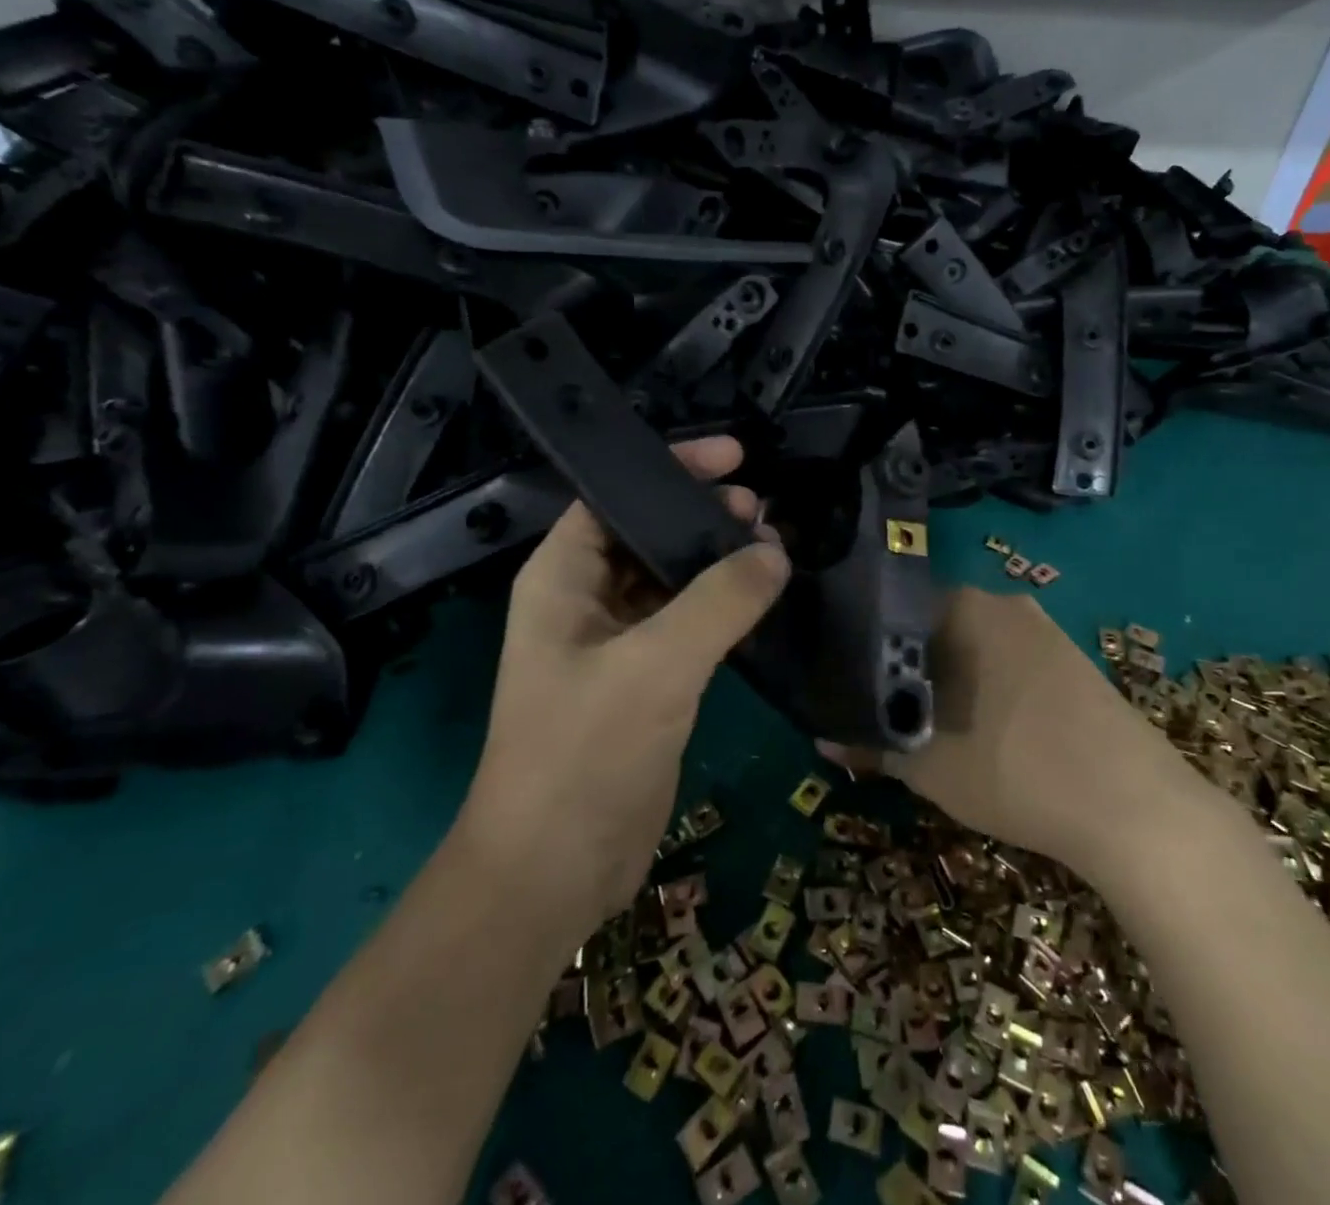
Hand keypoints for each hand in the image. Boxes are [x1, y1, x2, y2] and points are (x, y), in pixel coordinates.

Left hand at [459, 436, 789, 948]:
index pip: (613, 496)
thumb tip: (775, 553)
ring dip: (717, 563)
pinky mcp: (645, 682)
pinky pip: (687, 626)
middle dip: (701, 516)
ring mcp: (616, 643)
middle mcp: (585, 601)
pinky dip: (723, 609)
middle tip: (764, 510)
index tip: (733, 458)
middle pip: (647, 535)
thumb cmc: (584, 754)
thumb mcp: (654, 667)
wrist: (554, 871)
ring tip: (775, 548)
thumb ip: (719, 603)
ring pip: (671, 582)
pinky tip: (764, 601)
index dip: (669, 469)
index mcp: (562, 577)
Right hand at [827, 589, 1188, 878]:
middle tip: (879, 710)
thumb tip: (823, 740)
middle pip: (932, 627)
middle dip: (903, 667)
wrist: (1139, 810)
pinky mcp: (1073, 660)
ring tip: (924, 724)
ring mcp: (1044, 629)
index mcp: (965, 608)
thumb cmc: (1017, 770)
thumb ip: (871, 745)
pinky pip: (1008, 661)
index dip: (863, 649)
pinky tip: (982, 729)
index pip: (892, 610)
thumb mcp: (930, 766)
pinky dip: (984, 687)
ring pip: (972, 646)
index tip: (847, 684)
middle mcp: (1003, 603)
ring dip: (945, 679)